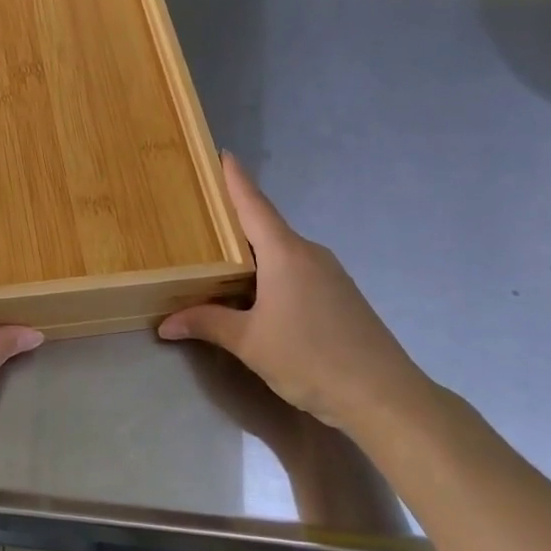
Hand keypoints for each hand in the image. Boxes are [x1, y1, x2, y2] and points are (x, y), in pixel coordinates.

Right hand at [158, 155, 433, 435]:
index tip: (223, 153)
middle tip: (200, 214)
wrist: (384, 396)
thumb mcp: (249, 342)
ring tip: (219, 256)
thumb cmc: (310, 358)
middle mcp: (308, 254)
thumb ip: (207, 324)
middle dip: (235, 219)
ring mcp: (329, 274)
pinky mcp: (340, 295)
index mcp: (285, 253)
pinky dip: (270, 271)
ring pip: (281, 251)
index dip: (236, 179)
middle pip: (265, 226)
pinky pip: (296, 270)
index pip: (254, 205)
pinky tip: (255, 292)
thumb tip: (165, 323)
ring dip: (252, 251)